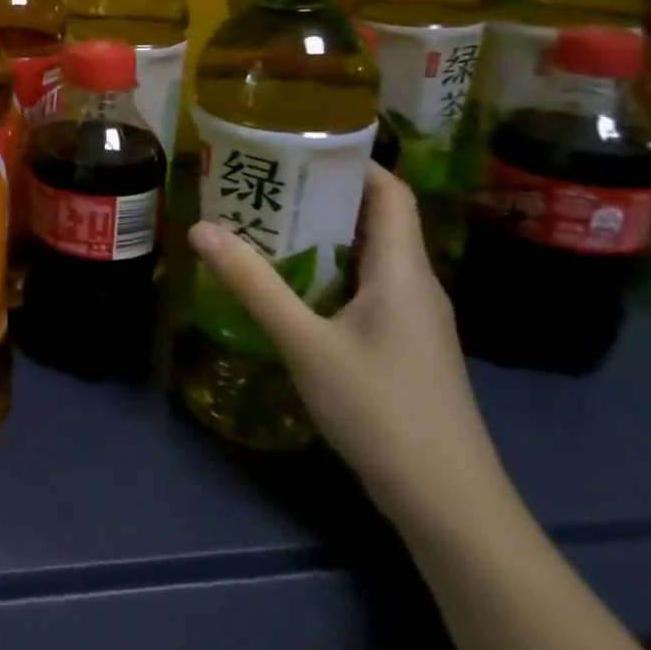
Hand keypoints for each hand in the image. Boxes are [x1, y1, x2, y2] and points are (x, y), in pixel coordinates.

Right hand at [188, 164, 508, 534]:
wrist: (450, 505)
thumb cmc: (384, 411)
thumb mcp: (306, 344)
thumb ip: (254, 285)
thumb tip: (200, 227)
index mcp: (404, 272)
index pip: (389, 192)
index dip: (350, 161)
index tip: (295, 144)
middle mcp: (414, 286)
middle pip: (373, 220)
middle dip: (319, 195)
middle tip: (259, 181)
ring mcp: (411, 320)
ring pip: (365, 257)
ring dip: (318, 235)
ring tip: (260, 223)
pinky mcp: (401, 347)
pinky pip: (362, 288)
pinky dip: (325, 272)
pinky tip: (285, 285)